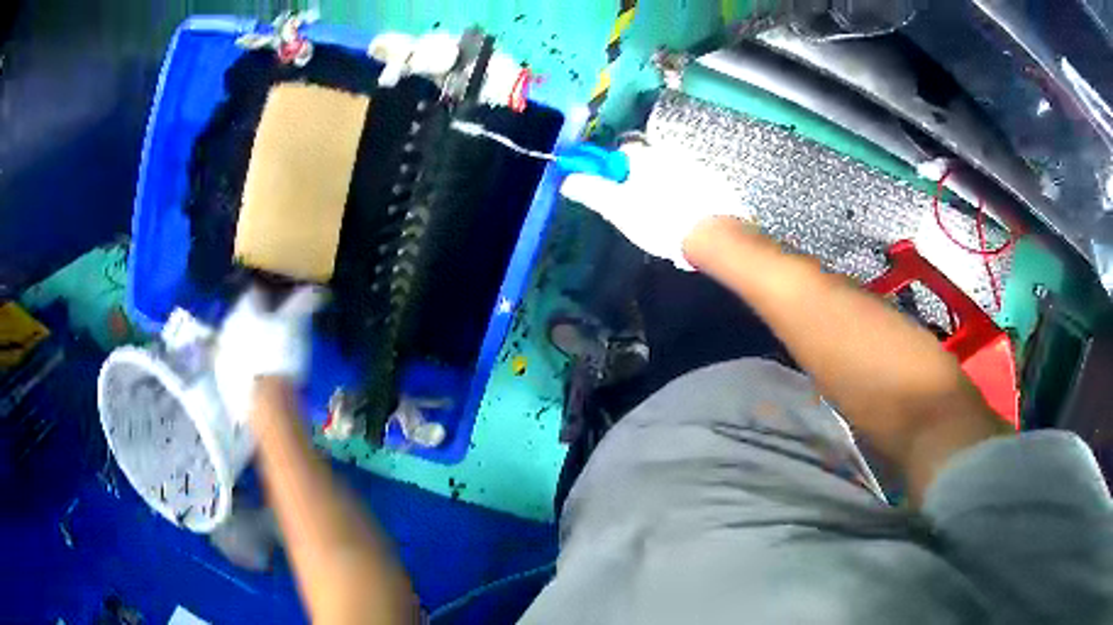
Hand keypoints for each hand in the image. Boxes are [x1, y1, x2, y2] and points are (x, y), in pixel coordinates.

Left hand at [214, 286, 323, 423]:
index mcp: (243, 308)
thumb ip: (303, 304)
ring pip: (234, 344)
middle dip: (253, 321)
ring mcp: (221, 358)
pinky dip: (242, 370)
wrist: (266, 406)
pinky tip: (257, 378)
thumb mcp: (296, 326)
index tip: (279, 301)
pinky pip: (232, 370)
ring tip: (264, 355)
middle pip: (240, 318)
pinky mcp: (222, 384)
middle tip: (271, 328)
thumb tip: (315, 288)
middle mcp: (226, 328)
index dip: (267, 295)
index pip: (254, 293)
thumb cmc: (281, 357)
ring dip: (245, 345)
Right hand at [560, 142, 752, 268]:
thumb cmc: (659, 219)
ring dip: (665, 186)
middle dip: (641, 178)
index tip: (614, 189)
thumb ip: (591, 191)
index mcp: (644, 154)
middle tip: (639, 208)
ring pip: (671, 171)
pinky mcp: (715, 181)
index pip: (622, 149)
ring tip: (664, 217)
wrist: (712, 234)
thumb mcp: (617, 208)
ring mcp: (695, 164)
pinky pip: (693, 183)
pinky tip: (686, 217)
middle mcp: (670, 151)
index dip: (614, 167)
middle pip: (648, 160)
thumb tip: (567, 180)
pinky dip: (686, 195)